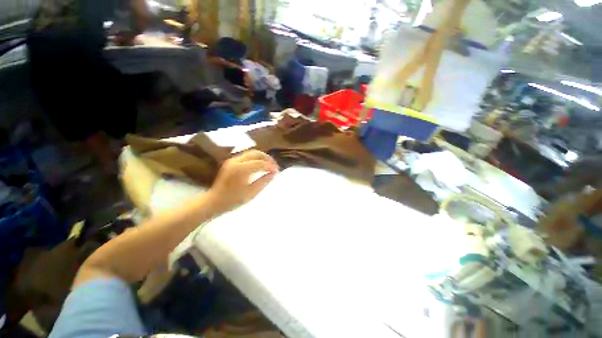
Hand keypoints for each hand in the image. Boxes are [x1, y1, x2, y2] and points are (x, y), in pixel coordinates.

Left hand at [208, 150, 278, 210]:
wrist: (214, 201)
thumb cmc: (233, 200)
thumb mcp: (251, 193)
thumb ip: (264, 181)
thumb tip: (274, 173)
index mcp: (240, 169)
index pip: (260, 163)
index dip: (270, 166)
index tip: (278, 172)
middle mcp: (236, 161)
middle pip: (256, 153)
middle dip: (268, 158)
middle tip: (275, 166)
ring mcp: (233, 160)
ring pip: (252, 153)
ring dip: (262, 157)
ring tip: (270, 165)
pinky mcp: (231, 162)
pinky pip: (247, 156)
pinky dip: (256, 159)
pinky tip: (261, 165)